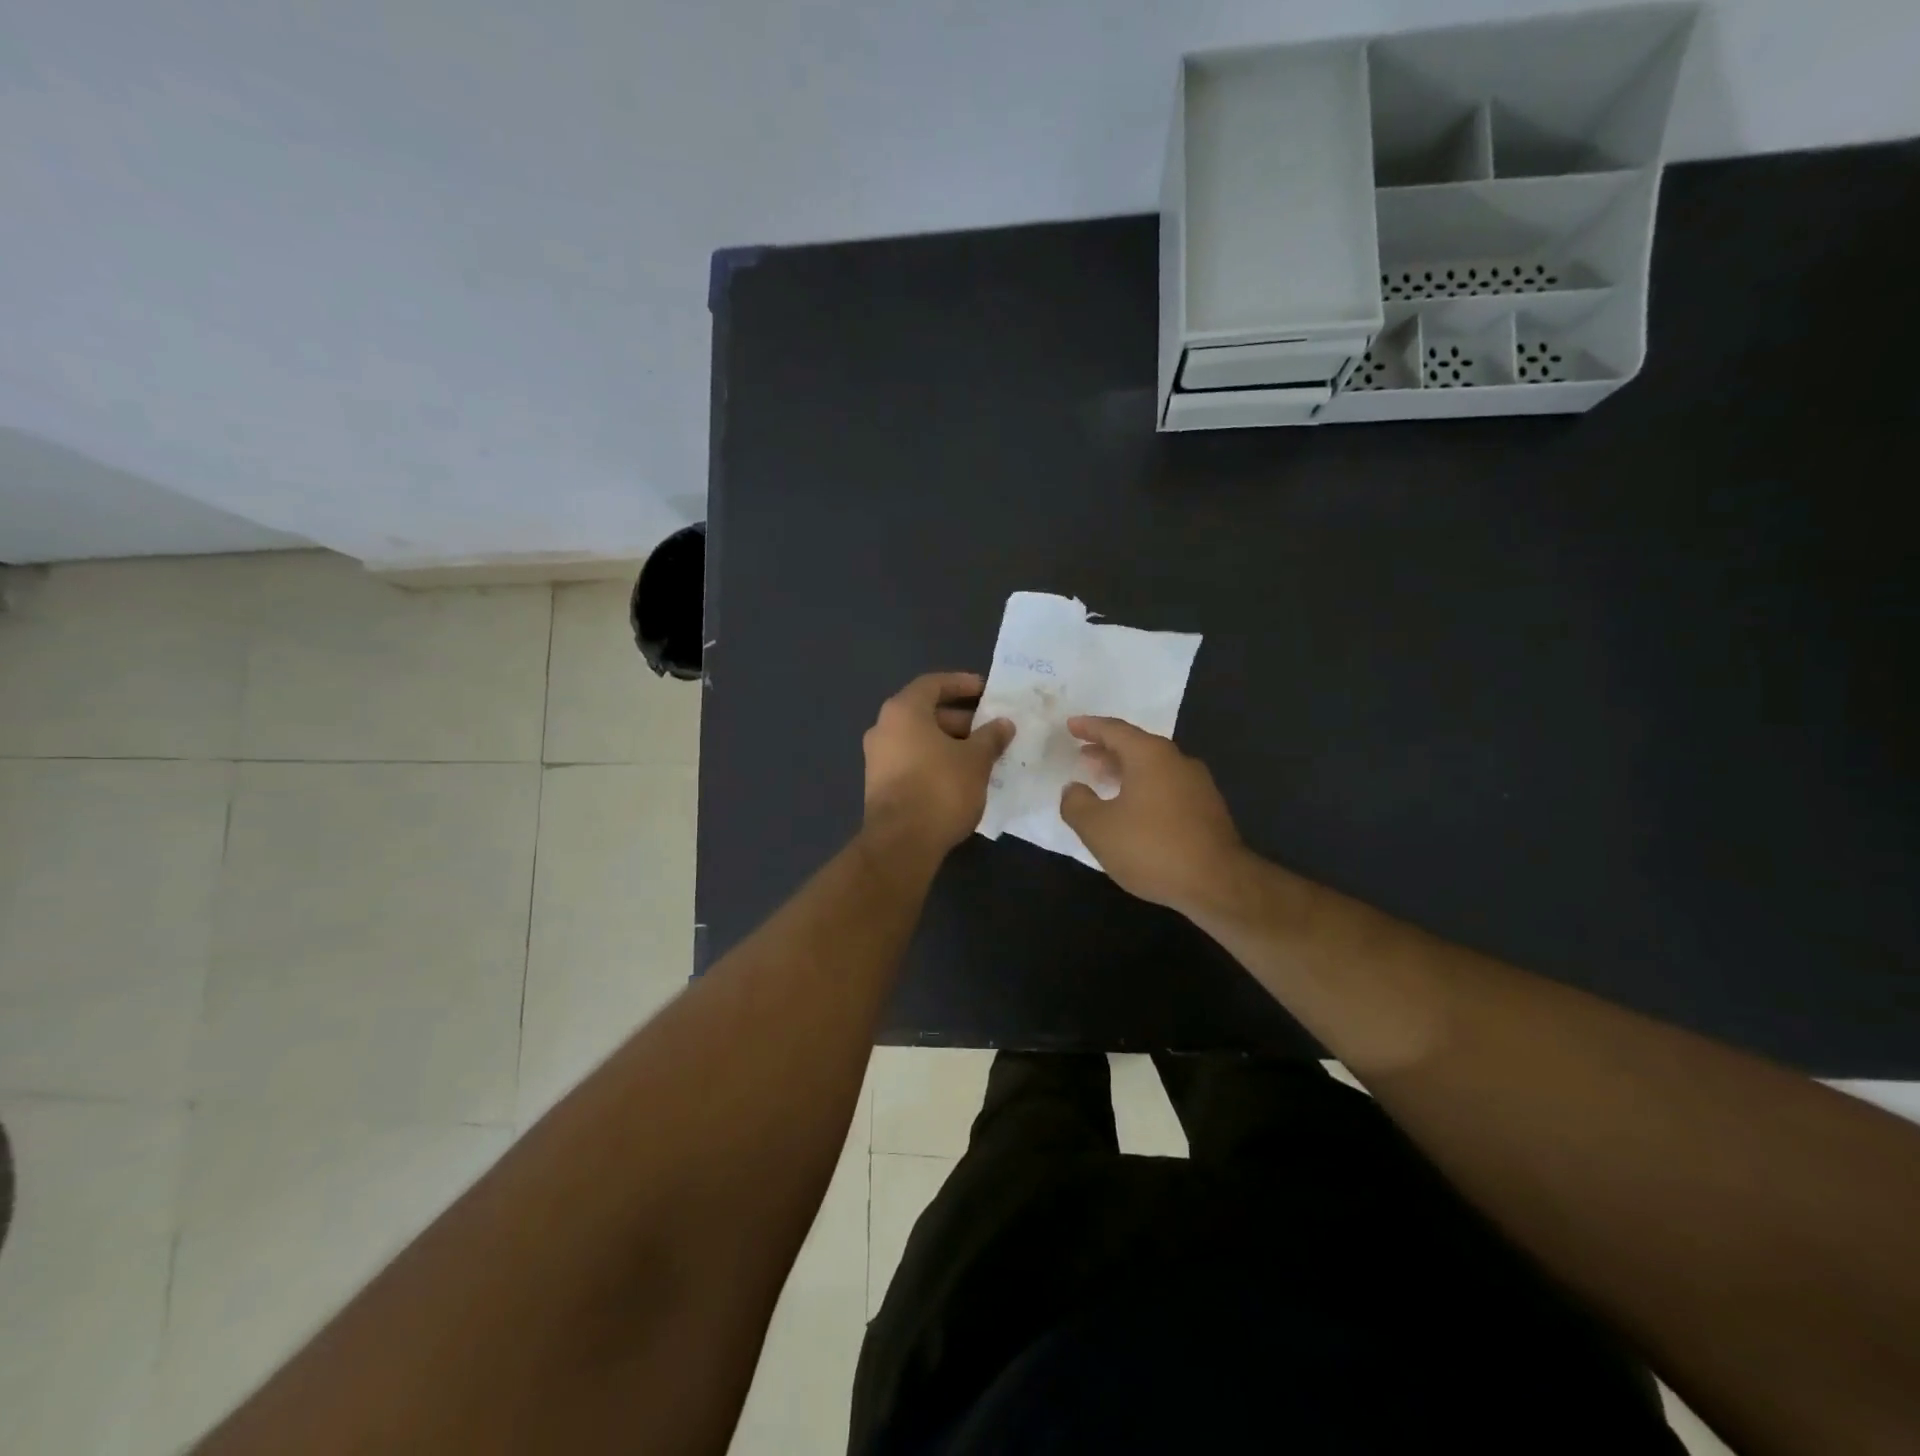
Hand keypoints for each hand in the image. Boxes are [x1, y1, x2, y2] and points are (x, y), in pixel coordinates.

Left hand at [862, 672, 1014, 855]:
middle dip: (961, 719)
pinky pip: (913, 761)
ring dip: (950, 743)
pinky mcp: (880, 785)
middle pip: (925, 713)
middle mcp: (884, 728)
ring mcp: (878, 758)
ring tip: (982, 755)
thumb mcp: (976, 760)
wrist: (901, 843)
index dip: (961, 683)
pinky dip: (936, 761)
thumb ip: (991, 737)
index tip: (986, 690)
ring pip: (919, 739)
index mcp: (903, 711)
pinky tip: (962, 777)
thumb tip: (1003, 724)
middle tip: (990, 728)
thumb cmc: (940, 788)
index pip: (933, 684)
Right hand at [1059, 716, 1244, 915]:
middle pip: (1137, 746)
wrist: (1218, 884)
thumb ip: (1076, 804)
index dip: (1089, 727)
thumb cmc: (1151, 847)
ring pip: (1154, 767)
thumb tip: (1072, 789)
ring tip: (1104, 781)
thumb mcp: (1098, 828)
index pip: (1114, 730)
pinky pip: (1167, 787)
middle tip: (1084, 755)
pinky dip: (1144, 788)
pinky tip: (1134, 809)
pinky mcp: (1208, 809)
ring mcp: (1197, 785)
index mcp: (1150, 755)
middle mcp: (1177, 761)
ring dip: (1126, 771)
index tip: (1070, 726)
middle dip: (1107, 749)